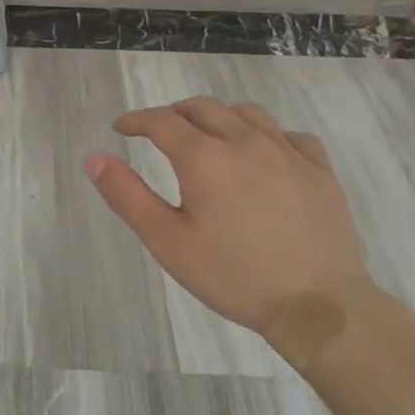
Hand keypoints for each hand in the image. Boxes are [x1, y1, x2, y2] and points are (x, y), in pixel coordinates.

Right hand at [84, 97, 371, 344]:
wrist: (320, 307)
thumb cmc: (235, 276)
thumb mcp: (168, 241)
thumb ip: (127, 195)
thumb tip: (93, 157)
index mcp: (204, 157)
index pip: (161, 121)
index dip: (136, 120)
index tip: (121, 128)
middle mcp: (244, 141)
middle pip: (202, 108)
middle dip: (174, 114)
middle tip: (159, 131)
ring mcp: (287, 152)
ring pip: (246, 113)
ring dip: (219, 117)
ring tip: (209, 135)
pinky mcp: (319, 170)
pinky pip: (289, 135)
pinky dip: (267, 135)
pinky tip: (264, 154)